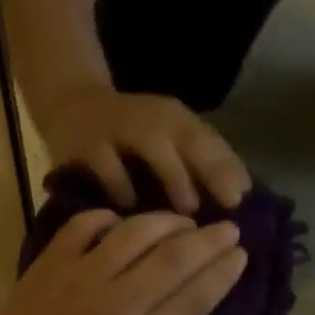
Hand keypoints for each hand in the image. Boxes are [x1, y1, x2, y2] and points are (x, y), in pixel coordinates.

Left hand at [0, 210, 246, 314]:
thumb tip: (191, 289)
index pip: (196, 298)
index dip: (223, 271)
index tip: (240, 253)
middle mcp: (115, 307)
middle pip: (174, 259)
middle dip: (209, 239)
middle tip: (229, 227)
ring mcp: (80, 278)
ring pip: (136, 232)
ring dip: (168, 221)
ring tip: (184, 220)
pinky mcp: (51, 262)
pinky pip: (87, 224)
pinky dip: (110, 218)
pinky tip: (124, 223)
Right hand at [39, 86, 250, 212]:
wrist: (71, 104)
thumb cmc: (131, 129)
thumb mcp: (167, 134)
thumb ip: (200, 157)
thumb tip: (242, 191)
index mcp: (174, 116)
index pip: (209, 138)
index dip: (228, 166)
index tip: (244, 197)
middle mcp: (150, 115)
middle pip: (188, 137)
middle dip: (210, 170)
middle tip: (226, 205)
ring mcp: (118, 125)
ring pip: (152, 144)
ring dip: (173, 175)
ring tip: (186, 210)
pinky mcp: (86, 142)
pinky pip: (107, 163)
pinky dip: (121, 185)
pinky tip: (130, 207)